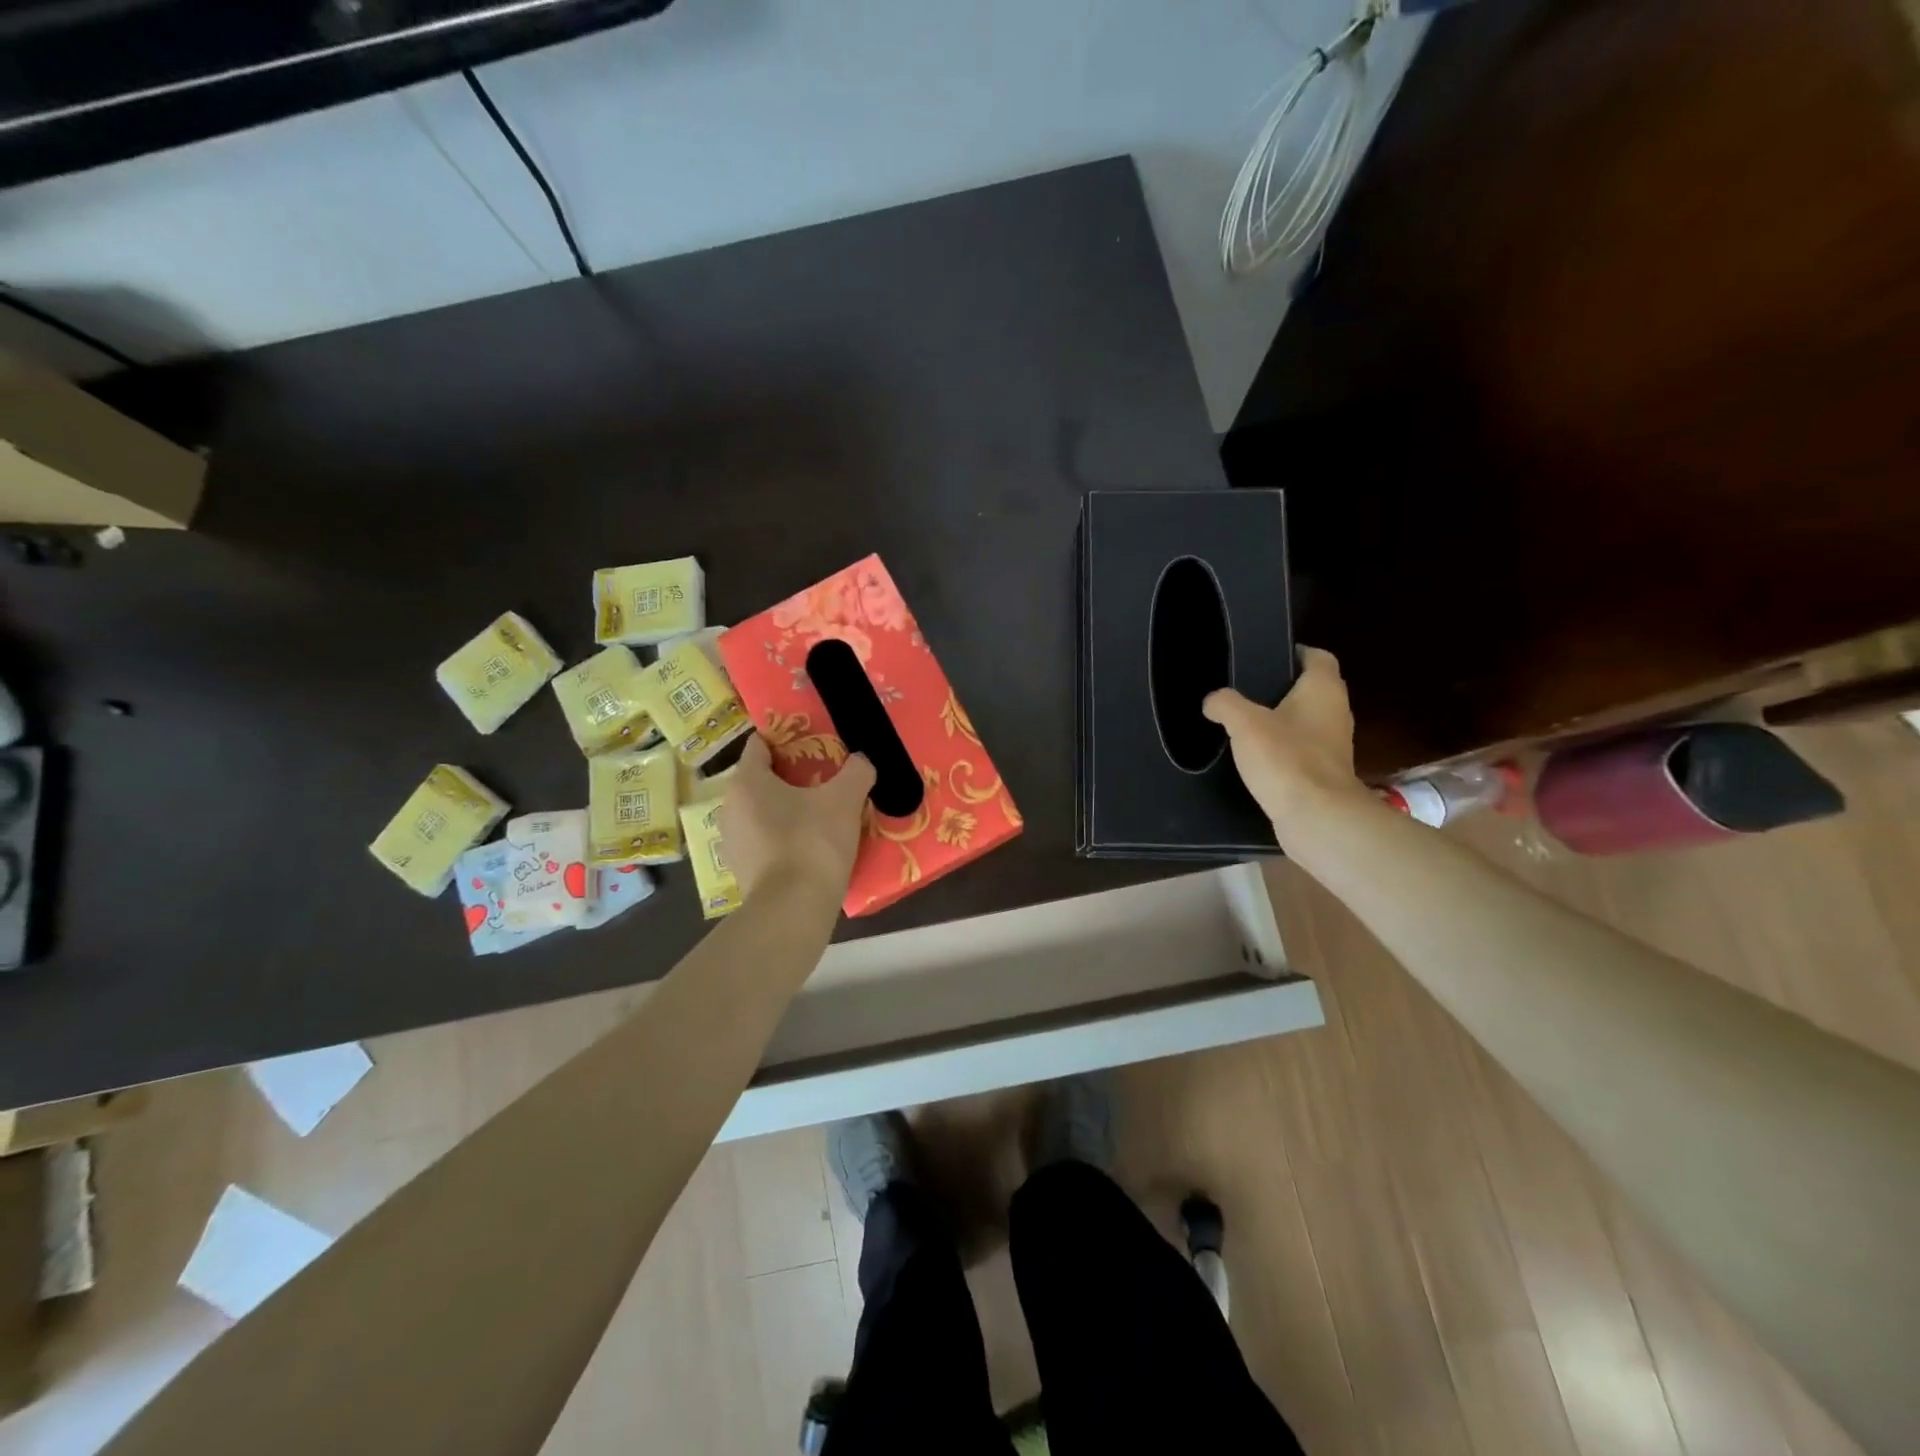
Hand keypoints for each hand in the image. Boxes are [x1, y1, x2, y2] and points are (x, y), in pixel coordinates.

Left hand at [719, 735, 875, 902]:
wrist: (793, 909)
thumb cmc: (813, 842)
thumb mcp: (845, 799)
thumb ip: (856, 771)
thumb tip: (861, 760)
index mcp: (747, 781)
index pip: (761, 744)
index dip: (789, 739)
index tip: (817, 743)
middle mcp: (730, 806)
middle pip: (762, 779)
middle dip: (793, 776)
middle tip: (827, 779)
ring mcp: (732, 841)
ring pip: (763, 812)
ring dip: (789, 810)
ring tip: (823, 814)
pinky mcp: (742, 870)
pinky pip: (765, 841)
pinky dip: (785, 838)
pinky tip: (812, 847)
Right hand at [1203, 647, 1370, 835]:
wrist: (1316, 817)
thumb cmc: (1285, 758)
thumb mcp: (1244, 724)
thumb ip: (1225, 704)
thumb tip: (1213, 701)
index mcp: (1323, 690)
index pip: (1317, 657)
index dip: (1295, 653)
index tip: (1267, 657)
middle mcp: (1336, 712)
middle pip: (1312, 689)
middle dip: (1283, 689)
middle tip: (1246, 691)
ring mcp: (1334, 745)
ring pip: (1307, 722)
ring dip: (1282, 721)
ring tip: (1245, 724)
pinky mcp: (1324, 774)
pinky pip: (1302, 751)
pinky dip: (1283, 750)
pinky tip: (1256, 758)